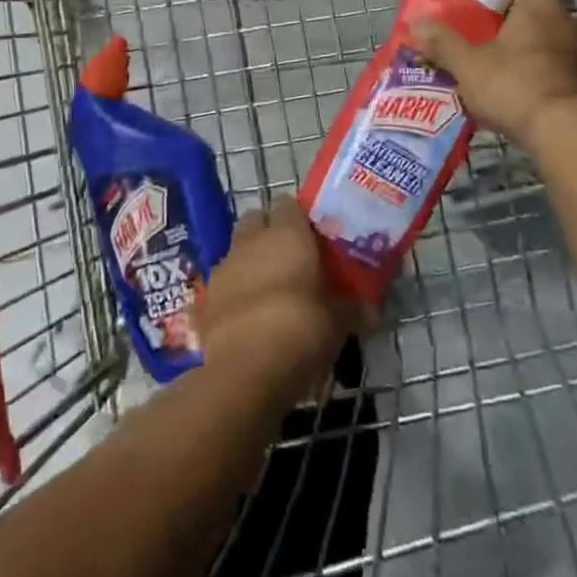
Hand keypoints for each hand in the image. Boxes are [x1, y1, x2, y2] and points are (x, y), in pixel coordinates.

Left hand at [199, 198, 368, 401]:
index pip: (289, 204)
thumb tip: (371, 311)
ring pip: (237, 249)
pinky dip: (234, 292)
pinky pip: (223, 283)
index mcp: (287, 235)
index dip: (299, 217)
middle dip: (269, 231)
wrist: (246, 372)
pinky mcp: (206, 297)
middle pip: (256, 218)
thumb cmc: (301, 331)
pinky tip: (248, 316)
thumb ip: (352, 310)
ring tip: (270, 289)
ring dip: (250, 261)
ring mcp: (224, 266)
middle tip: (290, 257)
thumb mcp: (337, 323)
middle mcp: (252, 241)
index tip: (313, 237)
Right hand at [411, 0, 576, 148]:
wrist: (564, 132)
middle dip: (514, 30)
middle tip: (487, 48)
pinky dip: (547, 78)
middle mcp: (569, 19)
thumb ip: (442, 42)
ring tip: (505, 74)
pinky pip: (563, 70)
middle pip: (535, 18)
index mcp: (539, 3)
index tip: (476, 21)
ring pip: (552, 44)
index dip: (494, 3)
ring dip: (533, 55)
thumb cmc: (512, 85)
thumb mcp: (466, 64)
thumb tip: (416, 22)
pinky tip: (526, 95)